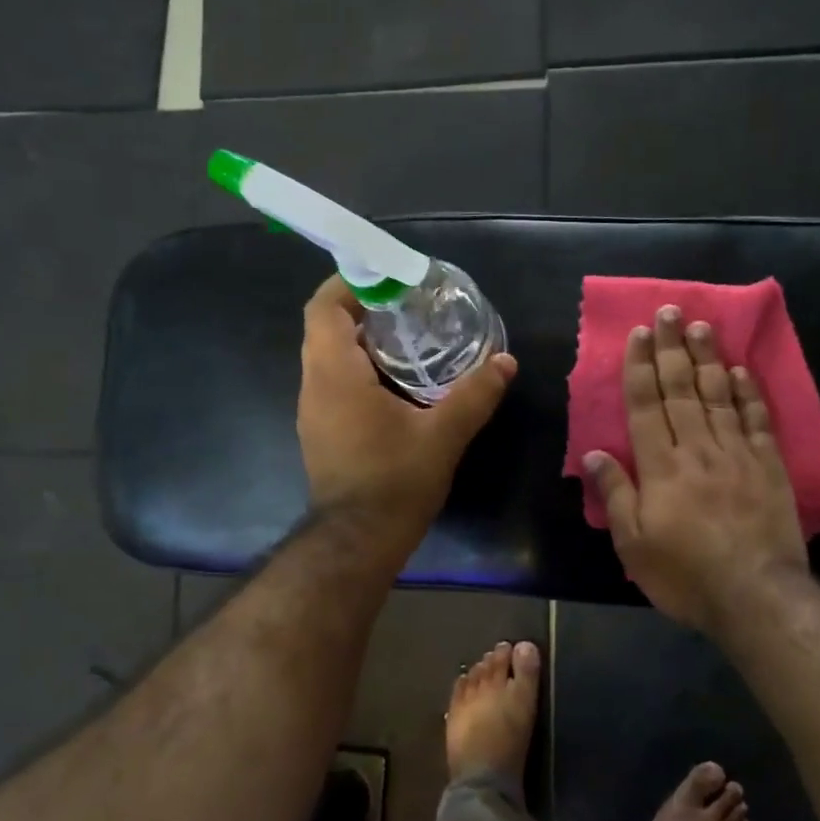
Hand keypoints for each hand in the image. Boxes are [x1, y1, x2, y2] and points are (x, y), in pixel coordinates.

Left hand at [298, 276, 516, 527]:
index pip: (324, 308)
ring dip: (361, 344)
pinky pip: (333, 385)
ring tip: (409, 342)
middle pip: (326, 330)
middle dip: (363, 311)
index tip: (388, 279)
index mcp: (335, 374)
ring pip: (328, 359)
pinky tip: (397, 387)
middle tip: (408, 309)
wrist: (358, 542)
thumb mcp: (443, 434)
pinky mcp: (321, 434)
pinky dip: (359, 372)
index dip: (350, 283)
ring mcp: (313, 412)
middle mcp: (314, 387)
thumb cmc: (395, 481)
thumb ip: (475, 394)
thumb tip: (506, 362)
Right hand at [583, 305, 807, 634]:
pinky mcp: (768, 466)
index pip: (646, 405)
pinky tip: (741, 371)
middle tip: (670, 311)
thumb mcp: (634, 544)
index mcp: (661, 467)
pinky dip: (748, 393)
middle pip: (681, 390)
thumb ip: (615, 494)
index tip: (640, 333)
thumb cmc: (685, 574)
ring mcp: (736, 454)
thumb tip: (592, 454)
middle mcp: (697, 449)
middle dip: (672, 349)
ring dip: (707, 359)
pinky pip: (756, 420)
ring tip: (701, 326)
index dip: (641, 367)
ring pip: (718, 396)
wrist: (755, 595)